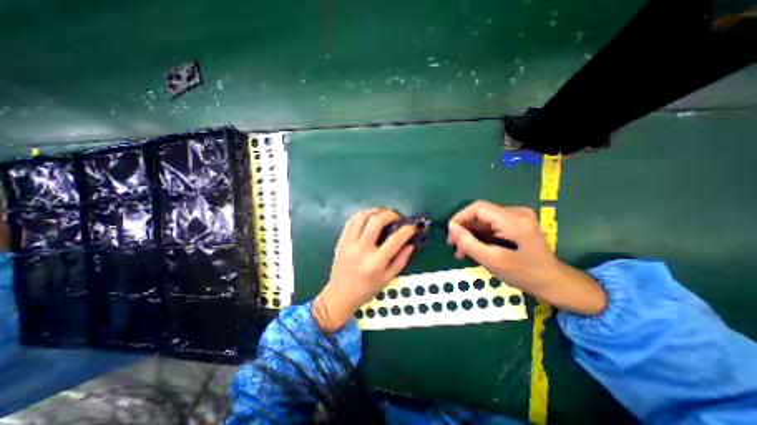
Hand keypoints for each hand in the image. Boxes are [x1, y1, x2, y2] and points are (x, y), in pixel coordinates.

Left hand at [315, 209, 419, 332]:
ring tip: (383, 214)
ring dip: (375, 211)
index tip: (412, 226)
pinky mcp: (341, 240)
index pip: (395, 240)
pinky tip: (369, 218)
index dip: (407, 230)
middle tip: (396, 217)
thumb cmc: (366, 289)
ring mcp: (348, 243)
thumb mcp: (388, 279)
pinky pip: (351, 220)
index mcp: (375, 262)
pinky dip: (362, 215)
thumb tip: (410, 244)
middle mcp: (361, 250)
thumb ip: (401, 260)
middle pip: (376, 221)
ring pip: (361, 216)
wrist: (340, 295)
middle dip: (390, 214)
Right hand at [445, 201, 606, 314]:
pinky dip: (480, 235)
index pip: (478, 208)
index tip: (451, 234)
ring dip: (470, 233)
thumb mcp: (492, 260)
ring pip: (484, 220)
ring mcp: (518, 217)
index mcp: (513, 220)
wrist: (553, 282)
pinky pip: (491, 224)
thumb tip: (451, 227)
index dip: (460, 217)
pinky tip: (474, 247)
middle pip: (480, 213)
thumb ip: (469, 242)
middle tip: (453, 245)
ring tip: (461, 250)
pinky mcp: (516, 223)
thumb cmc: (523, 274)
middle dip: (464, 228)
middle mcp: (516, 212)